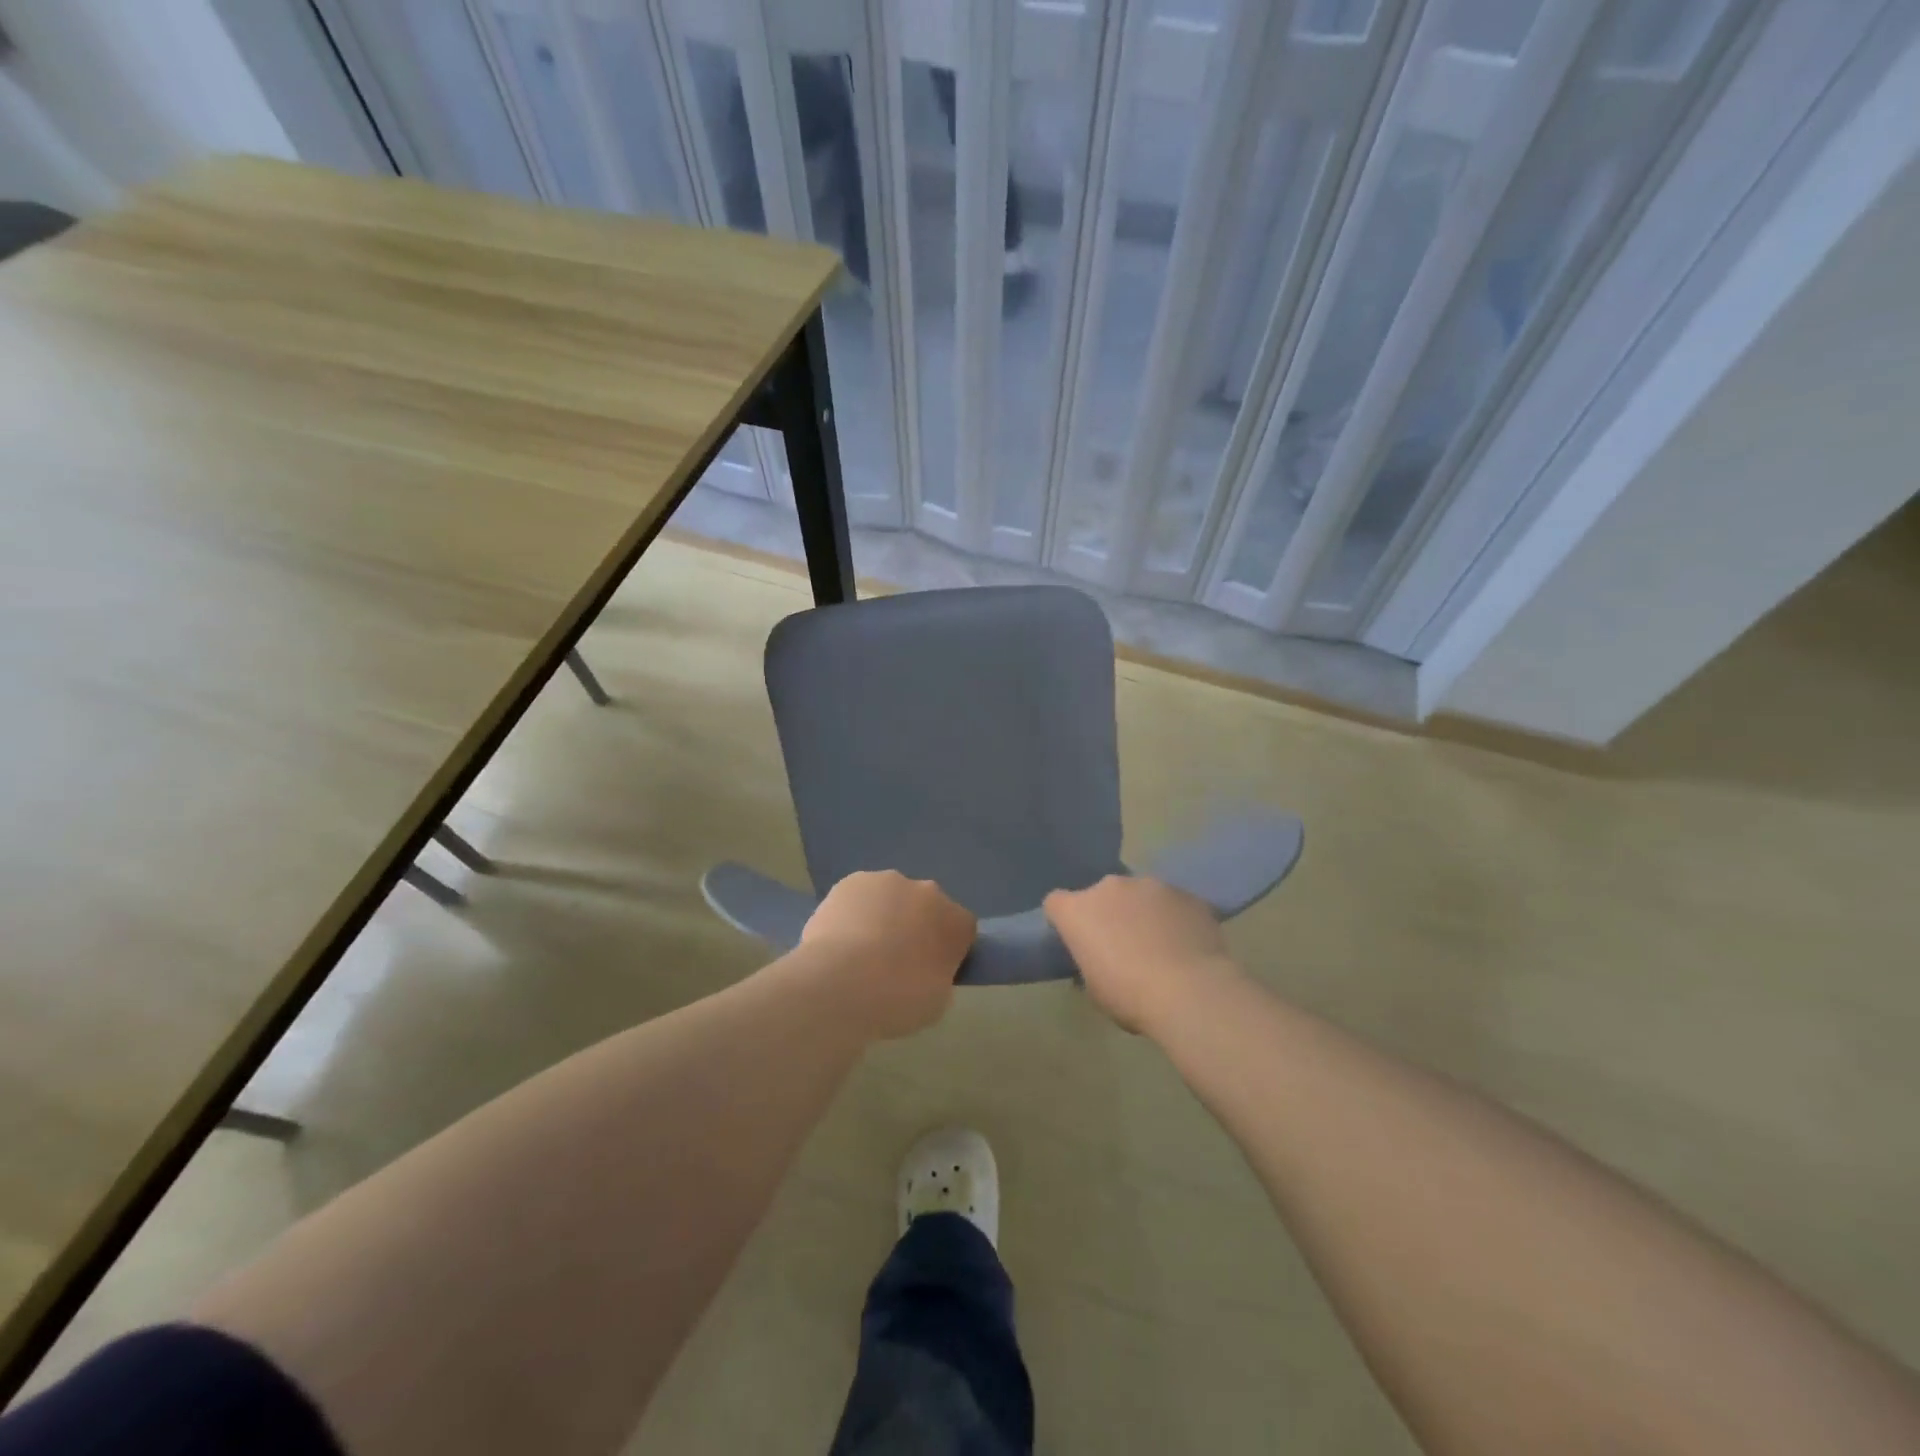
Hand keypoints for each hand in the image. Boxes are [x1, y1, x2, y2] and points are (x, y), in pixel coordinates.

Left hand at [798, 870, 975, 1039]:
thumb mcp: (936, 1002)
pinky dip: (854, 913)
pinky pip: (860, 897)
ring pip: (892, 898)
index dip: (947, 950)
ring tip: (860, 954)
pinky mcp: (852, 880)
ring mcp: (889, 881)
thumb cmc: (896, 999)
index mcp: (957, 922)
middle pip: (927, 907)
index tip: (931, 971)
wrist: (841, 982)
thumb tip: (926, 969)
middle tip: (894, 962)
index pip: (961, 930)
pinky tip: (838, 940)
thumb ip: (938, 976)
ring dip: (884, 917)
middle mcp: (928, 892)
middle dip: (915, 927)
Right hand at [1044, 875, 1235, 1033]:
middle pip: (1101, 895)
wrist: (1191, 991)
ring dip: (1143, 913)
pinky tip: (1188, 945)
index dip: (1065, 920)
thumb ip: (1090, 966)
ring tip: (1162, 946)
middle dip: (1109, 914)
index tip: (1079, 941)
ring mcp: (1151, 885)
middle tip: (1123, 946)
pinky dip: (1175, 918)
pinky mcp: (1186, 893)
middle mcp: (1110, 887)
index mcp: (1078, 911)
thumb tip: (1098, 963)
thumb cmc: (1130, 996)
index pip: (1056, 903)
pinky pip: (1173, 903)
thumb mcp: (1095, 991)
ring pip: (1140, 895)